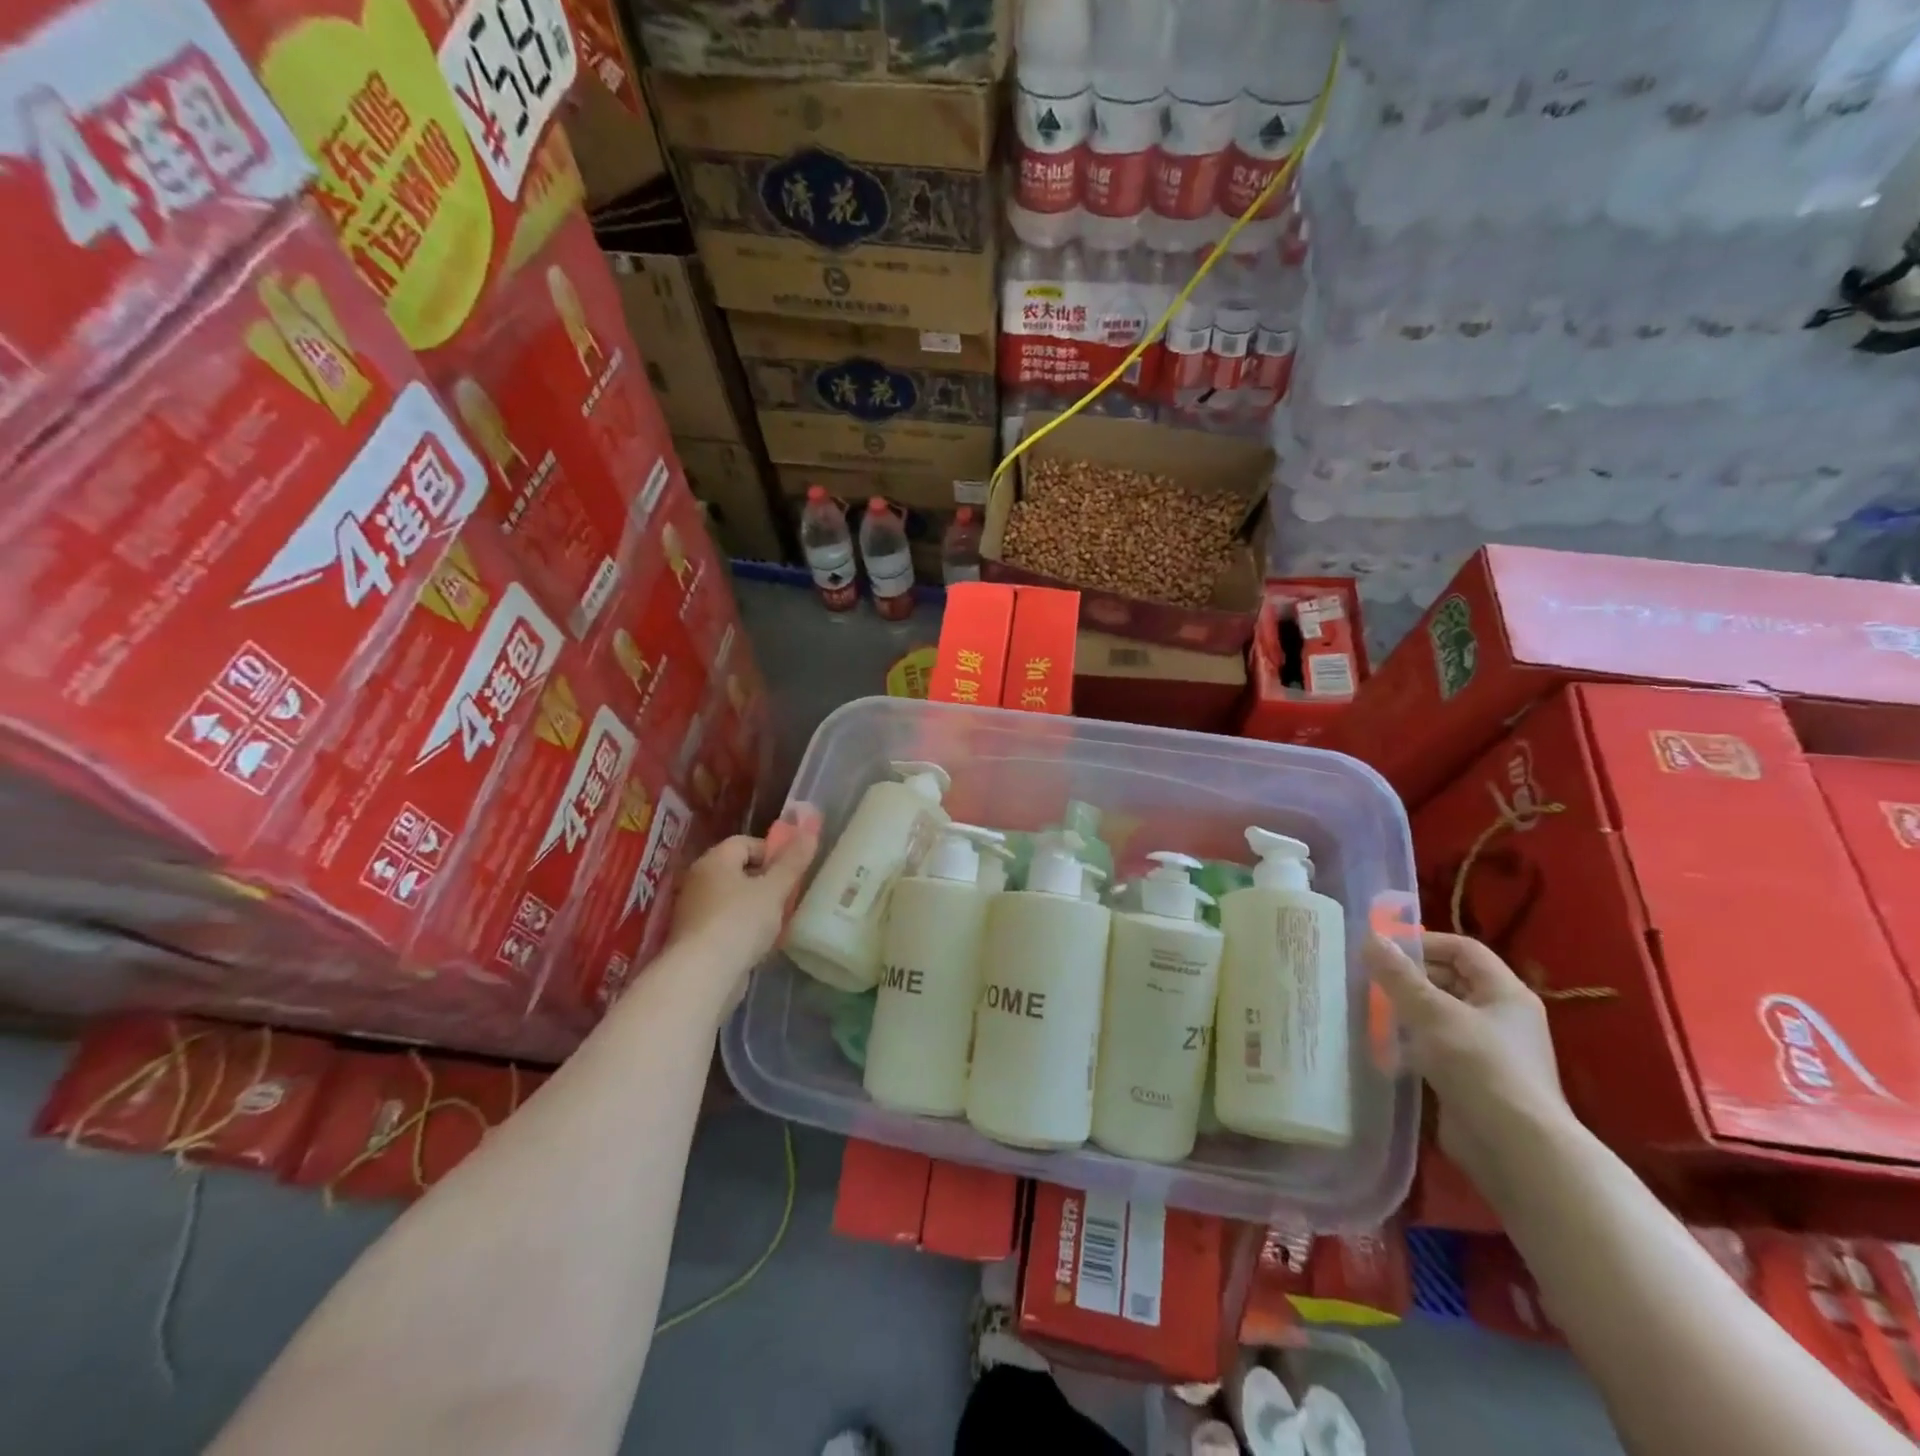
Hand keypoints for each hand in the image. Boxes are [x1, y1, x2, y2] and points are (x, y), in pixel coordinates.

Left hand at [665, 807, 819, 1005]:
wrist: (703, 975)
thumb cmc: (740, 921)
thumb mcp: (774, 889)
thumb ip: (793, 861)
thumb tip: (809, 831)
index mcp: (714, 860)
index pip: (745, 842)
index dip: (772, 852)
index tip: (791, 872)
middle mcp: (698, 880)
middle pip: (739, 870)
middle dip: (766, 882)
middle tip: (788, 896)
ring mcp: (694, 911)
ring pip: (734, 899)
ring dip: (757, 907)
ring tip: (778, 922)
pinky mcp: (696, 939)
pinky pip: (726, 923)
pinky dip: (744, 928)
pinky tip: (760, 944)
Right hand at [1364, 931, 1572, 1194]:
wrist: (1515, 1149)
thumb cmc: (1479, 1066)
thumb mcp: (1432, 1012)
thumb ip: (1398, 975)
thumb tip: (1371, 938)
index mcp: (1505, 993)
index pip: (1463, 949)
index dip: (1425, 943)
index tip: (1384, 950)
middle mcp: (1501, 1018)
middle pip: (1451, 982)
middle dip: (1409, 979)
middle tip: (1369, 981)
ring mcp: (1488, 1052)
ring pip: (1439, 1017)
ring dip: (1405, 1013)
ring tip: (1367, 1012)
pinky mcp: (1472, 1081)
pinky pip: (1435, 1050)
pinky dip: (1410, 1045)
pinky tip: (1381, 1048)